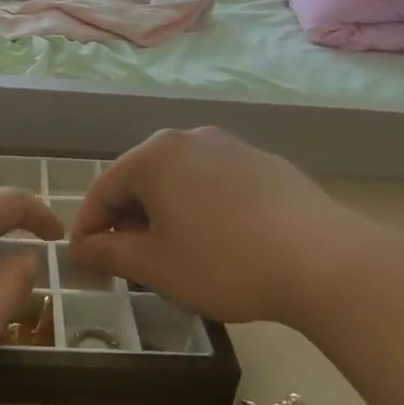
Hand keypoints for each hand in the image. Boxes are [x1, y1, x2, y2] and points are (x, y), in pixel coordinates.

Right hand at [69, 128, 381, 326]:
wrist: (324, 261)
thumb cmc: (222, 262)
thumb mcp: (153, 265)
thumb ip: (106, 253)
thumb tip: (79, 250)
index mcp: (154, 155)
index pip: (102, 190)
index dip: (87, 229)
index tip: (84, 263)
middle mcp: (189, 139)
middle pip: (140, 180)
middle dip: (125, 221)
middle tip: (126, 262)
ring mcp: (232, 147)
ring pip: (178, 181)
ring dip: (162, 215)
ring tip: (170, 255)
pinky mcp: (265, 164)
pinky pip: (213, 184)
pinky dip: (199, 210)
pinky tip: (215, 243)